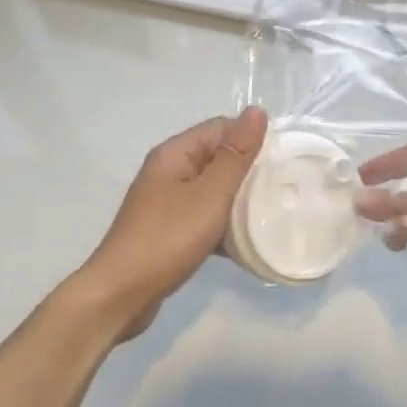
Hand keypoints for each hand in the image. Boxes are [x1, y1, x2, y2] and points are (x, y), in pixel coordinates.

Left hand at [77, 107, 267, 339]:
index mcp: (175, 154)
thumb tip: (257, 111)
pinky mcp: (169, 231)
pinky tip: (246, 242)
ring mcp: (166, 202)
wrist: (121, 295)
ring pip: (213, 189)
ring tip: (271, 212)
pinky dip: (224, 224)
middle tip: (283, 186)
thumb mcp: (210, 194)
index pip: (221, 128)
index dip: (252, 138)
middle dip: (249, 169)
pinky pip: (204, 216)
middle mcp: (169, 171)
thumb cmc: (168, 238)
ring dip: (239, 199)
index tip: (284, 158)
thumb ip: (235, 155)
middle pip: (218, 157)